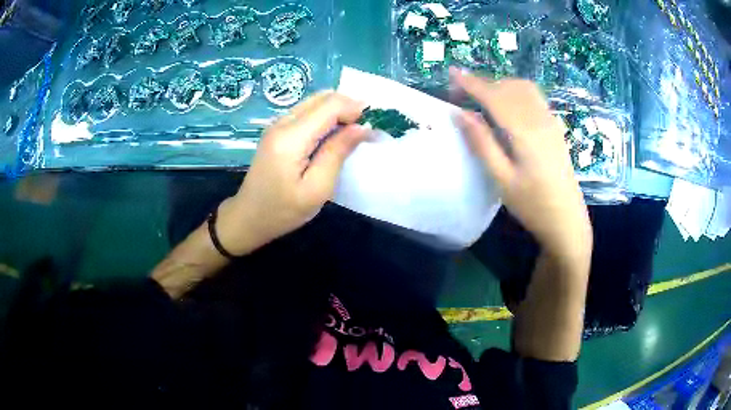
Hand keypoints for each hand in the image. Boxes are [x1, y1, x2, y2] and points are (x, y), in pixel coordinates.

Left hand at [218, 91, 367, 255]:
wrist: (248, 217)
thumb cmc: (283, 211)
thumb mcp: (317, 188)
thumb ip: (338, 153)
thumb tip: (362, 127)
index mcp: (291, 137)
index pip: (330, 105)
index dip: (355, 109)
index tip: (372, 128)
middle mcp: (282, 122)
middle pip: (323, 97)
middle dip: (348, 107)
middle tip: (363, 131)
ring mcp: (277, 124)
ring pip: (315, 101)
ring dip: (337, 111)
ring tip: (351, 135)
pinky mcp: (277, 130)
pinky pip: (306, 111)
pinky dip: (325, 116)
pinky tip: (332, 136)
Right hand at [451, 68, 591, 260]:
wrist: (567, 221)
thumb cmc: (533, 205)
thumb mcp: (502, 179)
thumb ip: (482, 144)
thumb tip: (461, 114)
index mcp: (525, 132)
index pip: (494, 96)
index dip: (471, 83)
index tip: (451, 72)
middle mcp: (540, 119)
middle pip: (508, 87)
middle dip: (483, 83)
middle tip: (460, 93)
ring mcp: (550, 122)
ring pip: (523, 88)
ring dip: (500, 85)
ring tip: (481, 98)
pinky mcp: (555, 127)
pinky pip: (534, 97)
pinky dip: (515, 91)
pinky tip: (507, 105)